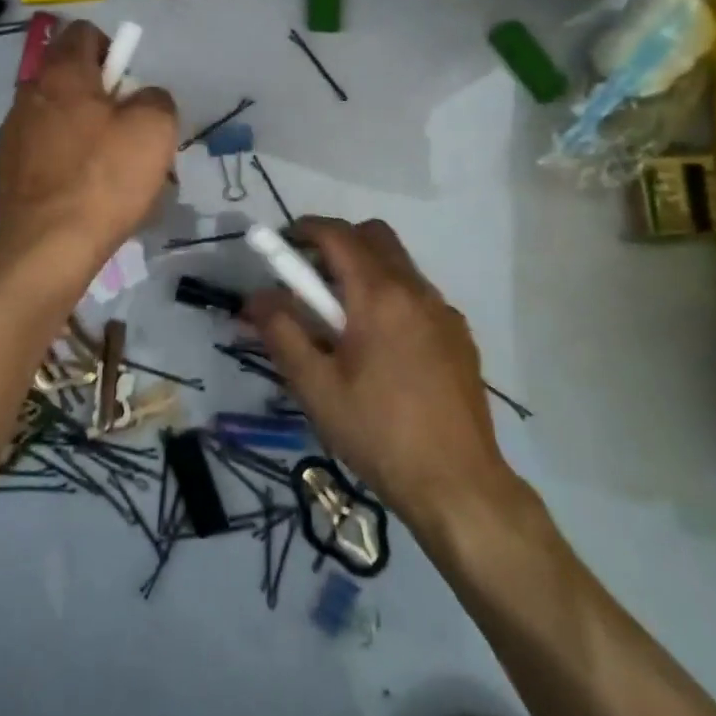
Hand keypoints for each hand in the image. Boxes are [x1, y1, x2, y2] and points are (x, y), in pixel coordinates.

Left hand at [0, 20, 178, 278]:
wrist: (47, 248)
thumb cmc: (104, 179)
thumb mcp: (154, 129)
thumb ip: (155, 98)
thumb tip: (142, 99)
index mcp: (61, 74)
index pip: (83, 33)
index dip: (112, 48)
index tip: (130, 84)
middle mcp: (29, 95)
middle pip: (69, 78)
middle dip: (102, 97)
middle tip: (128, 132)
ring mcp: (12, 134)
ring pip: (57, 118)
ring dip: (84, 132)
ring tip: (111, 171)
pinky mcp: (7, 171)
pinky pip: (44, 152)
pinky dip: (65, 161)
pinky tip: (85, 194)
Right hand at [246, 217, 513, 526]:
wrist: (459, 486)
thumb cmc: (378, 433)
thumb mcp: (315, 387)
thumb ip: (281, 332)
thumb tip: (256, 297)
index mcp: (379, 295)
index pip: (337, 234)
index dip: (303, 230)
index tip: (280, 245)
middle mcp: (416, 290)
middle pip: (374, 236)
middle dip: (337, 243)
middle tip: (310, 281)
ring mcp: (444, 312)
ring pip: (398, 265)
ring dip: (364, 271)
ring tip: (341, 323)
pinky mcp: (460, 337)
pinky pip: (417, 296)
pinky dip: (390, 298)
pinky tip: (380, 350)